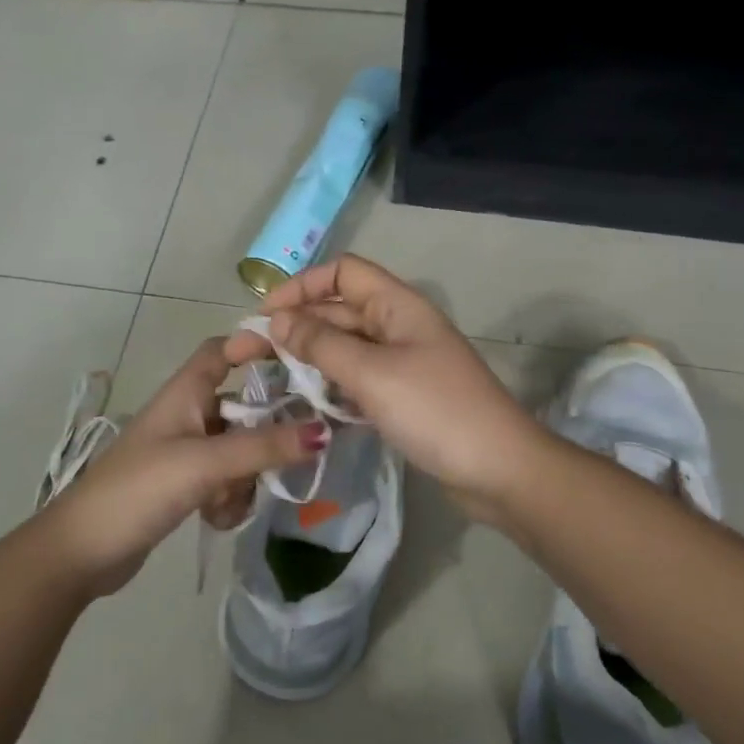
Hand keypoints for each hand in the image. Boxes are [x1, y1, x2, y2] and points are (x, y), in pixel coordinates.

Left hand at [37, 338, 324, 596]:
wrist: (83, 551)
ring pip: (240, 451)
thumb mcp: (205, 463)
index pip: (223, 350)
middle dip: (264, 436)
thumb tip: (324, 431)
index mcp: (185, 393)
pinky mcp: (185, 485)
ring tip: (226, 502)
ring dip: (245, 478)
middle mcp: (188, 415)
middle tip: (289, 457)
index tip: (301, 360)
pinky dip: (228, 499)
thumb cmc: (139, 489)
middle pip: (244, 407)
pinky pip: (226, 481)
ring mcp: (186, 452)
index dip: (256, 346)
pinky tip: (214, 519)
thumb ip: (263, 447)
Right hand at [226, 255, 546, 521]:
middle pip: (338, 310)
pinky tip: (306, 403)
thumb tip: (278, 320)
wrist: (497, 470)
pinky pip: (357, 379)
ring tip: (268, 379)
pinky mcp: (402, 396)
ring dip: (309, 357)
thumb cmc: (435, 411)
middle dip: (294, 326)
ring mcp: (402, 362)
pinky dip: (331, 385)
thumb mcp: (372, 373)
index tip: (266, 315)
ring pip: (345, 347)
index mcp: (398, 306)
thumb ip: (321, 344)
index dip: (302, 286)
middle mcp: (399, 326)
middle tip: (246, 354)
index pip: (343, 272)